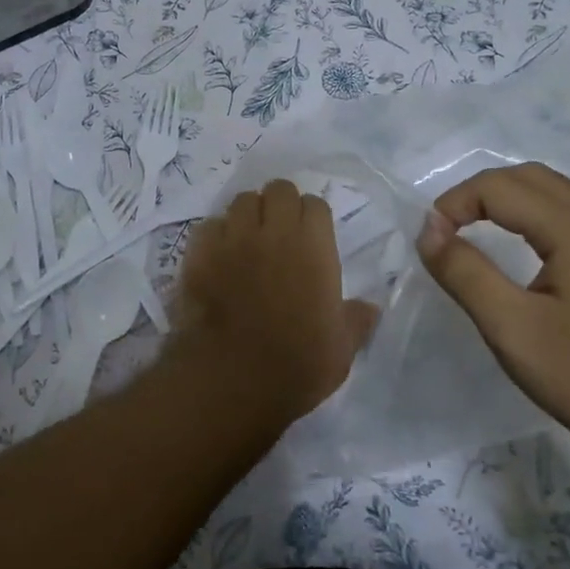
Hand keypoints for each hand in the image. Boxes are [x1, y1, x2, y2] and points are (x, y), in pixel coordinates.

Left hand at [172, 180, 380, 424]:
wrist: (233, 378)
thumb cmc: (297, 364)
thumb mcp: (341, 349)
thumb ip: (355, 320)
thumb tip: (370, 309)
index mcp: (314, 247)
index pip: (315, 204)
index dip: (313, 218)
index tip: (311, 236)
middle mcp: (274, 231)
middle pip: (278, 190)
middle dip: (280, 204)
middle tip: (279, 230)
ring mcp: (234, 238)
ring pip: (241, 200)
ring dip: (248, 214)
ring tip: (247, 238)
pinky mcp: (200, 252)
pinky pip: (209, 225)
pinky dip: (215, 234)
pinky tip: (217, 255)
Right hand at [415, 162, 569, 455]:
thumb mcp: (512, 328)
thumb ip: (465, 272)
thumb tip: (428, 229)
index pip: (500, 187)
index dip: (455, 203)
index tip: (428, 242)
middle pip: (530, 178)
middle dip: (479, 192)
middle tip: (446, 228)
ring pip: (552, 196)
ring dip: (505, 201)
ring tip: (471, 233)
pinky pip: (566, 221)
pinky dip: (528, 219)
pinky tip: (516, 256)